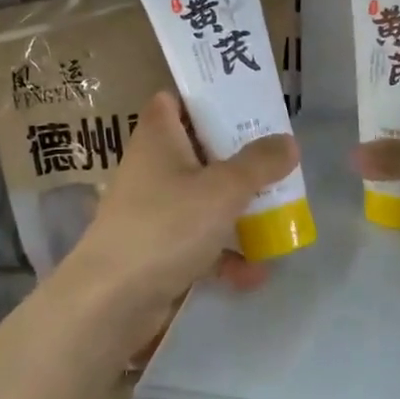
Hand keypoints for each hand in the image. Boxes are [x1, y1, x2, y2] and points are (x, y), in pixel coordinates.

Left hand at [61, 90, 298, 354]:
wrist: (111, 300)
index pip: (173, 100)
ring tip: (278, 214)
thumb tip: (288, 141)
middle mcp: (152, 168)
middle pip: (197, 150)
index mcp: (159, 137)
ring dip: (236, 208)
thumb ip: (259, 164)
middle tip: (275, 159)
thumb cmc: (167, 226)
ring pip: (201, 198)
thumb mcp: (222, 189)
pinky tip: (255, 273)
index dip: (204, 97)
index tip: (244, 104)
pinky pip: (198, 243)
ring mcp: (152, 211)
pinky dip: (224, 255)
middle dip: (236, 157)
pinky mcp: (157, 249)